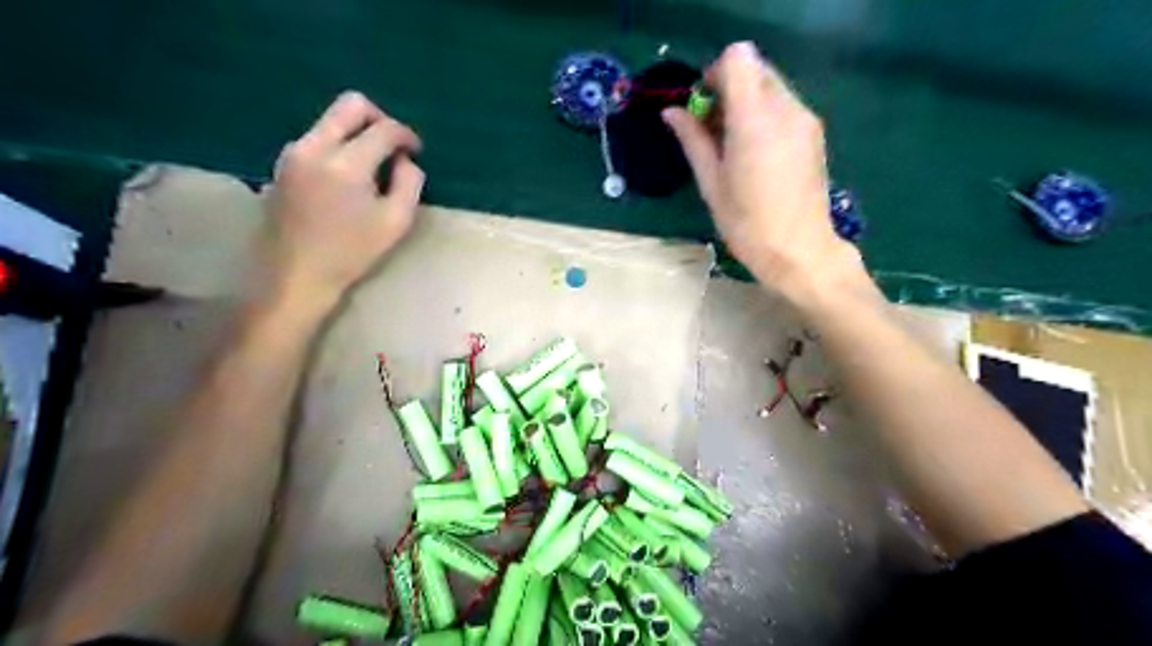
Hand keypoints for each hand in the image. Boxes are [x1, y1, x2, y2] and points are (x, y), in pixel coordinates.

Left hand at [262, 90, 424, 310]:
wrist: (296, 274)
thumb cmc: (351, 253)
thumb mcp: (395, 223)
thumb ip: (409, 184)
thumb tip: (406, 161)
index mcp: (346, 164)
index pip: (383, 129)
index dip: (406, 136)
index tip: (416, 152)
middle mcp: (315, 147)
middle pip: (351, 105)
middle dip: (379, 118)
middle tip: (394, 146)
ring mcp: (294, 153)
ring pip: (332, 120)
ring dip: (358, 133)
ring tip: (373, 167)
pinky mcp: (283, 163)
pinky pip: (318, 138)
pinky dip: (340, 146)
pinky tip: (348, 177)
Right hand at [662, 42, 867, 303]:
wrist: (800, 251)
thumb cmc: (748, 225)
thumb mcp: (711, 184)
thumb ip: (692, 140)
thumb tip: (671, 112)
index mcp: (755, 120)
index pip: (737, 59)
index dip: (714, 75)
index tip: (702, 107)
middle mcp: (785, 109)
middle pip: (754, 67)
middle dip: (728, 88)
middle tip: (712, 129)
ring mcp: (804, 119)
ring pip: (770, 85)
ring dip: (746, 101)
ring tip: (732, 145)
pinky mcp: (814, 132)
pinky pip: (784, 103)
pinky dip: (764, 113)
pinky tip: (754, 152)